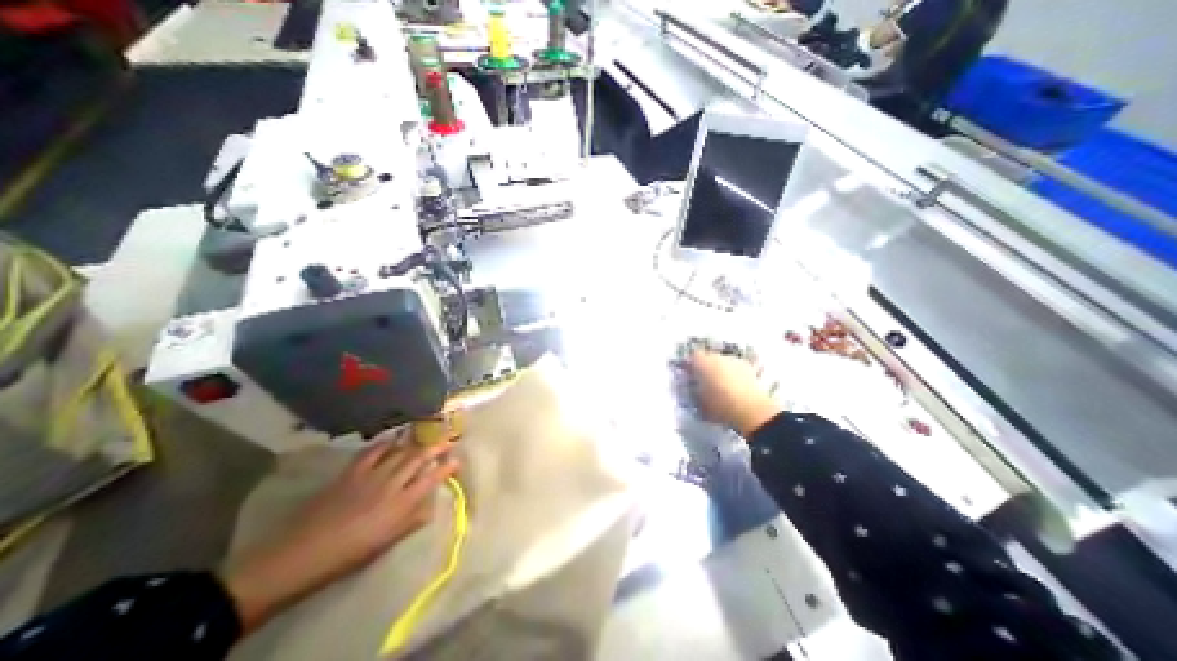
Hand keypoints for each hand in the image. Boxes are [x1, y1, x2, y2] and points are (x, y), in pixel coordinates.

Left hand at [225, 438, 458, 632]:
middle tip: (448, 439)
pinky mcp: (352, 472)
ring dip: (415, 442)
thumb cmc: (348, 554)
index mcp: (401, 504)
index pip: (431, 479)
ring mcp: (371, 475)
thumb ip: (411, 521)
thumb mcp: (385, 543)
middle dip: (436, 447)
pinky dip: (385, 442)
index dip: (446, 467)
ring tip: (426, 434)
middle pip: (418, 459)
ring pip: (399, 452)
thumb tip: (430, 507)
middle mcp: (391, 484)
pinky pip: (373, 451)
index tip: (457, 460)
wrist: (301, 554)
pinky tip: (393, 438)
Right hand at [692, 352, 778, 438]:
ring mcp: (734, 360)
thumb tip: (694, 388)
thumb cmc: (719, 406)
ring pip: (723, 362)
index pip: (692, 357)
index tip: (690, 375)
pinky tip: (735, 387)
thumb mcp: (699, 403)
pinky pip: (735, 368)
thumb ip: (694, 392)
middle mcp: (717, 357)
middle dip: (706, 367)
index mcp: (702, 363)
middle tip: (705, 381)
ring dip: (721, 370)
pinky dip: (733, 374)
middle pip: (708, 357)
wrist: (750, 409)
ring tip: (722, 385)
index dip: (691, 365)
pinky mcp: (748, 368)